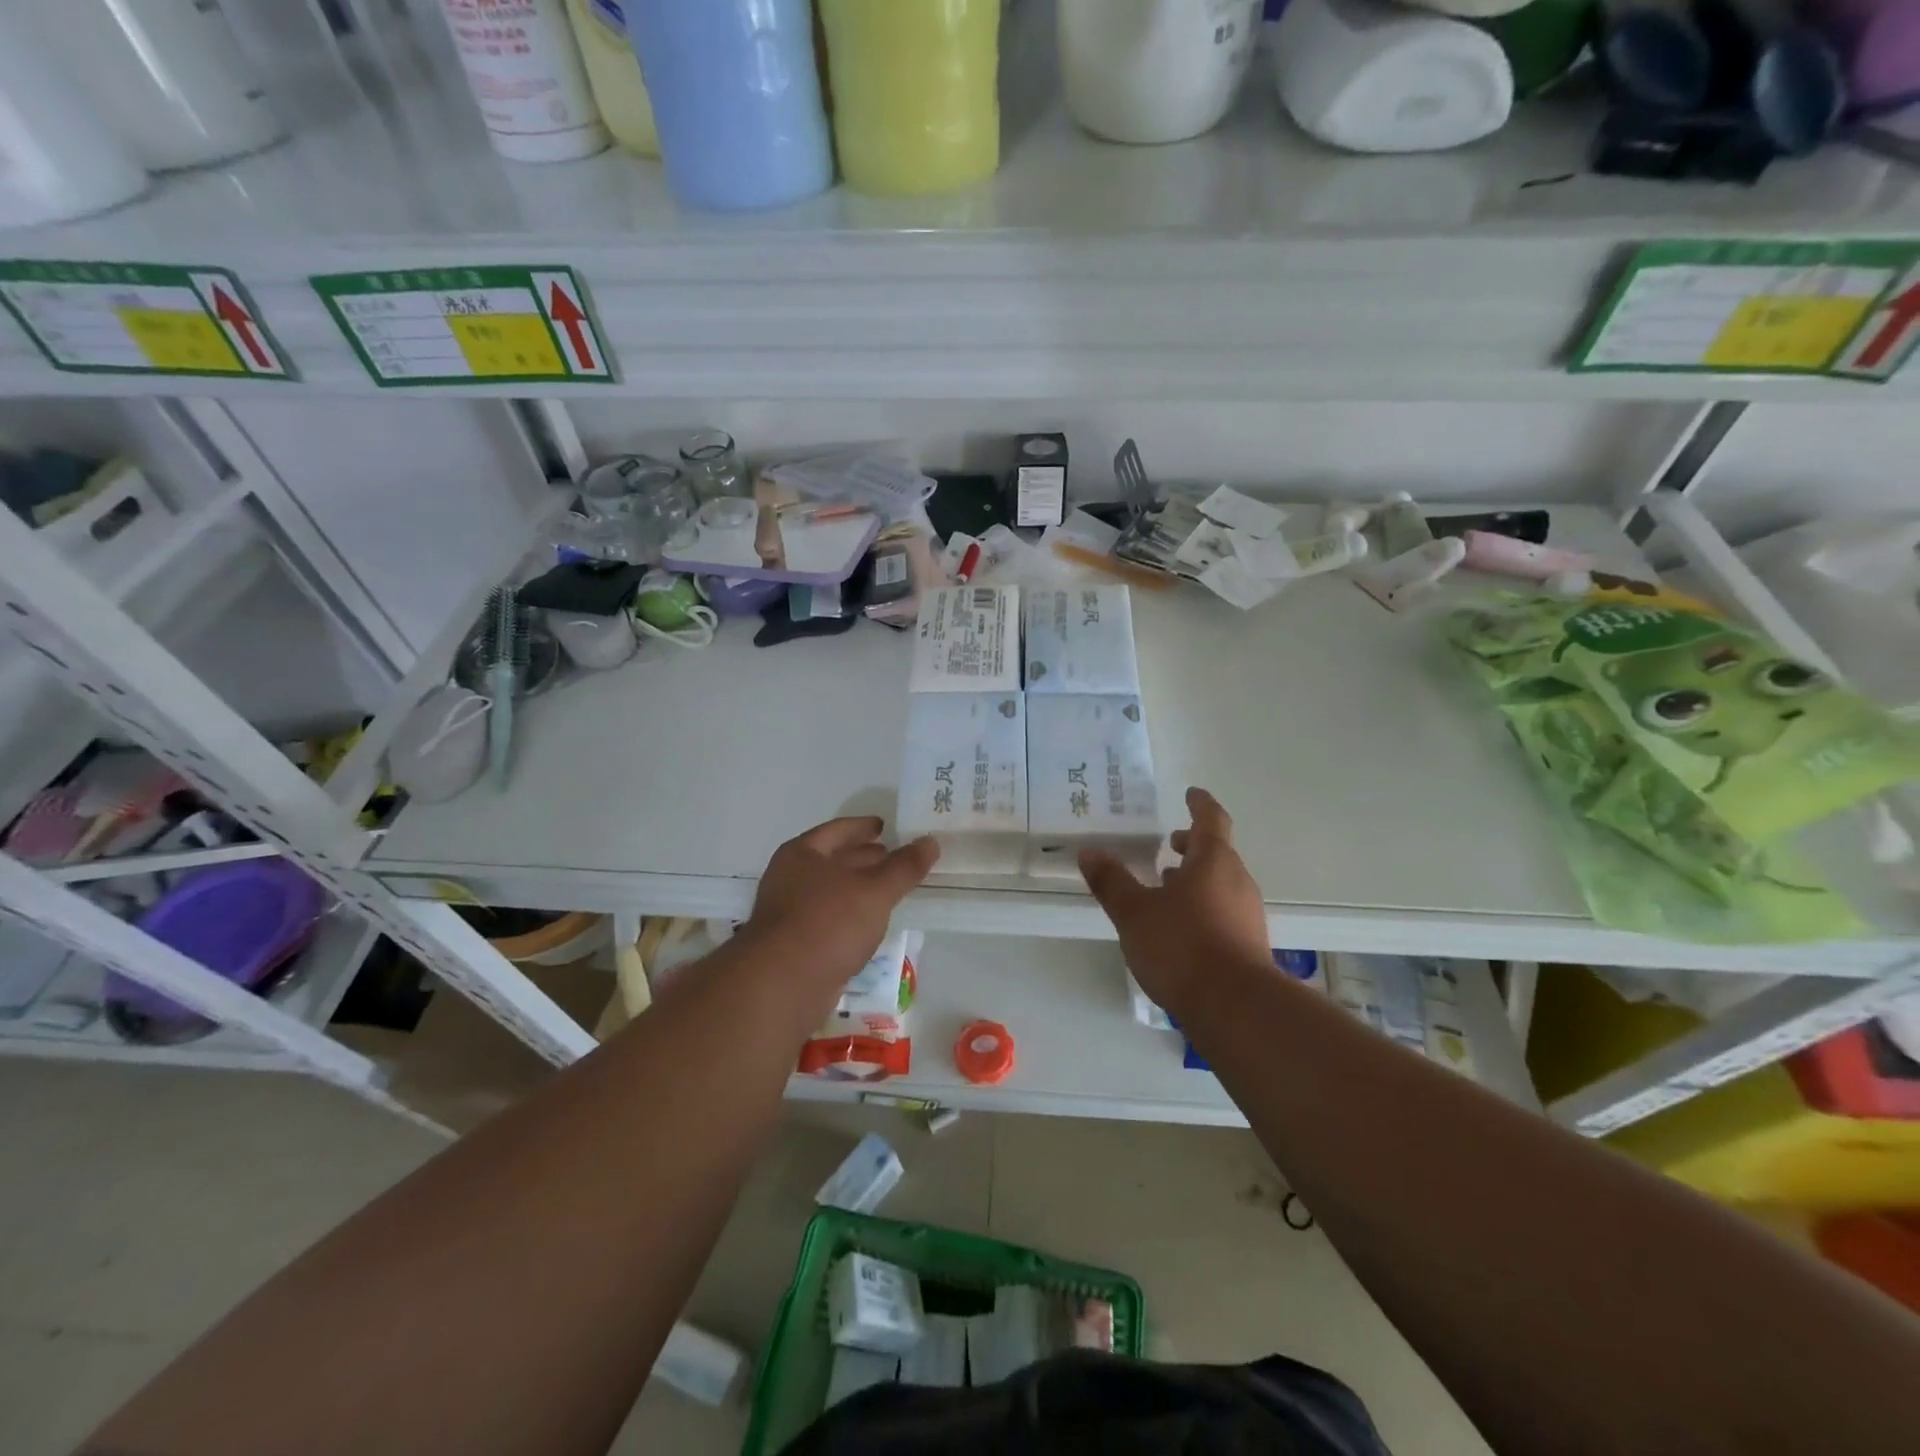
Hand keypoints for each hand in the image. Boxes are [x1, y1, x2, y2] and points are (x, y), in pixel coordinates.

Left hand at [744, 817, 939, 998]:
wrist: (782, 985)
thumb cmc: (828, 923)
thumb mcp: (875, 891)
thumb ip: (904, 867)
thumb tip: (930, 841)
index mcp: (802, 853)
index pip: (838, 830)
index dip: (863, 826)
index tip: (885, 826)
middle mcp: (791, 878)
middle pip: (834, 860)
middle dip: (864, 858)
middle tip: (896, 857)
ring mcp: (790, 914)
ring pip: (833, 892)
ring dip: (860, 889)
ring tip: (891, 889)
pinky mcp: (796, 946)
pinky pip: (831, 921)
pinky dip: (852, 916)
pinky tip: (871, 924)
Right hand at [1079, 788, 1270, 1023]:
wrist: (1236, 1008)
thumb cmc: (1182, 946)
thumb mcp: (1134, 912)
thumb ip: (1112, 882)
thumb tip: (1089, 852)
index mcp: (1214, 862)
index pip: (1211, 820)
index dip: (1200, 804)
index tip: (1190, 794)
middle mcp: (1237, 882)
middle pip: (1217, 853)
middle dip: (1192, 846)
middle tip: (1168, 845)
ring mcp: (1247, 914)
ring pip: (1220, 883)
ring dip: (1195, 878)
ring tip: (1165, 886)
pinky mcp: (1248, 945)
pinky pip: (1223, 910)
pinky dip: (1202, 905)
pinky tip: (1179, 926)